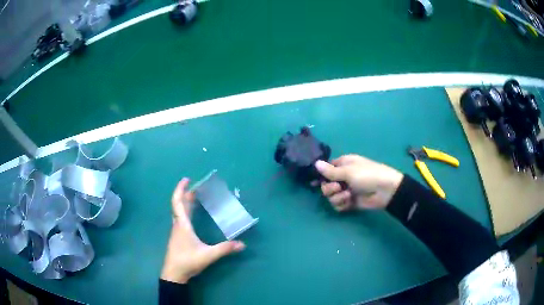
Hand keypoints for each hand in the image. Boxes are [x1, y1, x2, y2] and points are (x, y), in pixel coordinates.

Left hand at [161, 178, 245, 283]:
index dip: (180, 189)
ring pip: (179, 212)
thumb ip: (225, 249)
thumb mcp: (208, 255)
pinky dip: (186, 212)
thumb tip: (242, 244)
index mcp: (182, 225)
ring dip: (185, 203)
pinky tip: (192, 217)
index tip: (187, 179)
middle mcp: (178, 225)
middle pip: (179, 205)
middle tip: (197, 187)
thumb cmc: (187, 261)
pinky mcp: (178, 238)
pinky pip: (180, 219)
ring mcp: (177, 232)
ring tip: (195, 198)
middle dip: (186, 194)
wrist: (174, 273)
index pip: (178, 202)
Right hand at [315, 155, 402, 211]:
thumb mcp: (348, 171)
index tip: (315, 182)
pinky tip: (349, 202)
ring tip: (348, 195)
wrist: (385, 191)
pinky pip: (338, 205)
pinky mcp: (349, 202)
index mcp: (343, 165)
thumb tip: (315, 163)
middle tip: (338, 187)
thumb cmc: (368, 175)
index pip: (326, 169)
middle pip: (325, 185)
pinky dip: (342, 204)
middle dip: (329, 188)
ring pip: (330, 196)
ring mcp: (346, 190)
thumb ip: (330, 171)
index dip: (321, 175)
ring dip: (337, 197)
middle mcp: (342, 177)